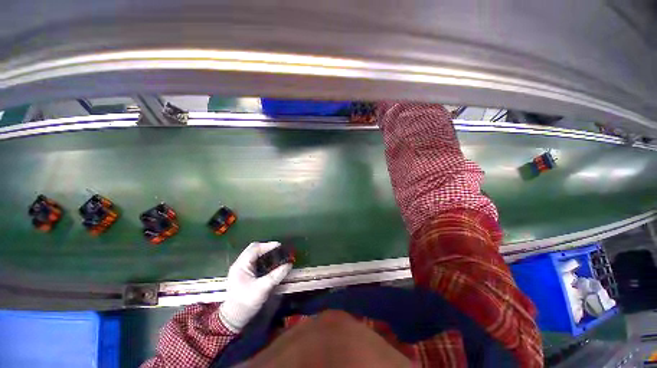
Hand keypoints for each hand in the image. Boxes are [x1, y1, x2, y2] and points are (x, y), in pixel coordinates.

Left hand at [219, 241, 292, 332]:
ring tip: (277, 254)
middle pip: (254, 249)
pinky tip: (271, 263)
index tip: (280, 246)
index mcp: (241, 265)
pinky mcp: (244, 273)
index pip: (255, 248)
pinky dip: (263, 259)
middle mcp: (240, 264)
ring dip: (265, 252)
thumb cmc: (246, 302)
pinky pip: (255, 261)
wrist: (233, 318)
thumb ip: (276, 275)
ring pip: (254, 254)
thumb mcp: (263, 288)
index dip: (268, 245)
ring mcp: (241, 268)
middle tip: (279, 250)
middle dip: (267, 247)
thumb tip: (289, 264)